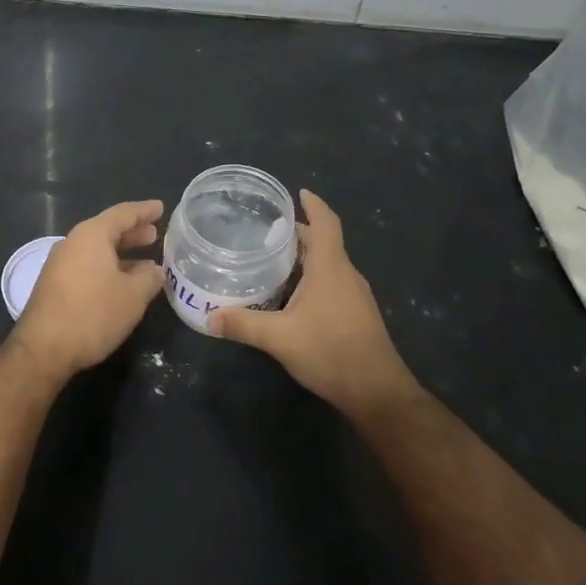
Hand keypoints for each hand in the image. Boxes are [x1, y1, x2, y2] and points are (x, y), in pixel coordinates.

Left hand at [9, 200, 165, 381]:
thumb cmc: (93, 314)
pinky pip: (87, 266)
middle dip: (132, 232)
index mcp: (91, 235)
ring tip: (145, 261)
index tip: (160, 208)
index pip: (123, 214)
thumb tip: (155, 269)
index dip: (144, 211)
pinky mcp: (54, 285)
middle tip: (154, 234)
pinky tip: (122, 283)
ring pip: (96, 250)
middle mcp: (72, 243)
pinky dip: (108, 267)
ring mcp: (59, 264)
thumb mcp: (133, 296)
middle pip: (107, 230)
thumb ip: (149, 278)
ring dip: (121, 253)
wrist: (43, 349)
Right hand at [208, 190, 417, 416]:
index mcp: (330, 267)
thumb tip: (208, 317)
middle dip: (299, 234)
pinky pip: (333, 282)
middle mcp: (346, 274)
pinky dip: (312, 277)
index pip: (325, 223)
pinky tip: (291, 294)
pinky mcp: (356, 313)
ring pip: (329, 264)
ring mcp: (355, 295)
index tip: (298, 193)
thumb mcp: (279, 338)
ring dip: (305, 257)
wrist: (376, 391)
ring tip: (273, 260)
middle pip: (324, 242)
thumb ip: (243, 324)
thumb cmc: (330, 352)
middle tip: (265, 232)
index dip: (314, 205)